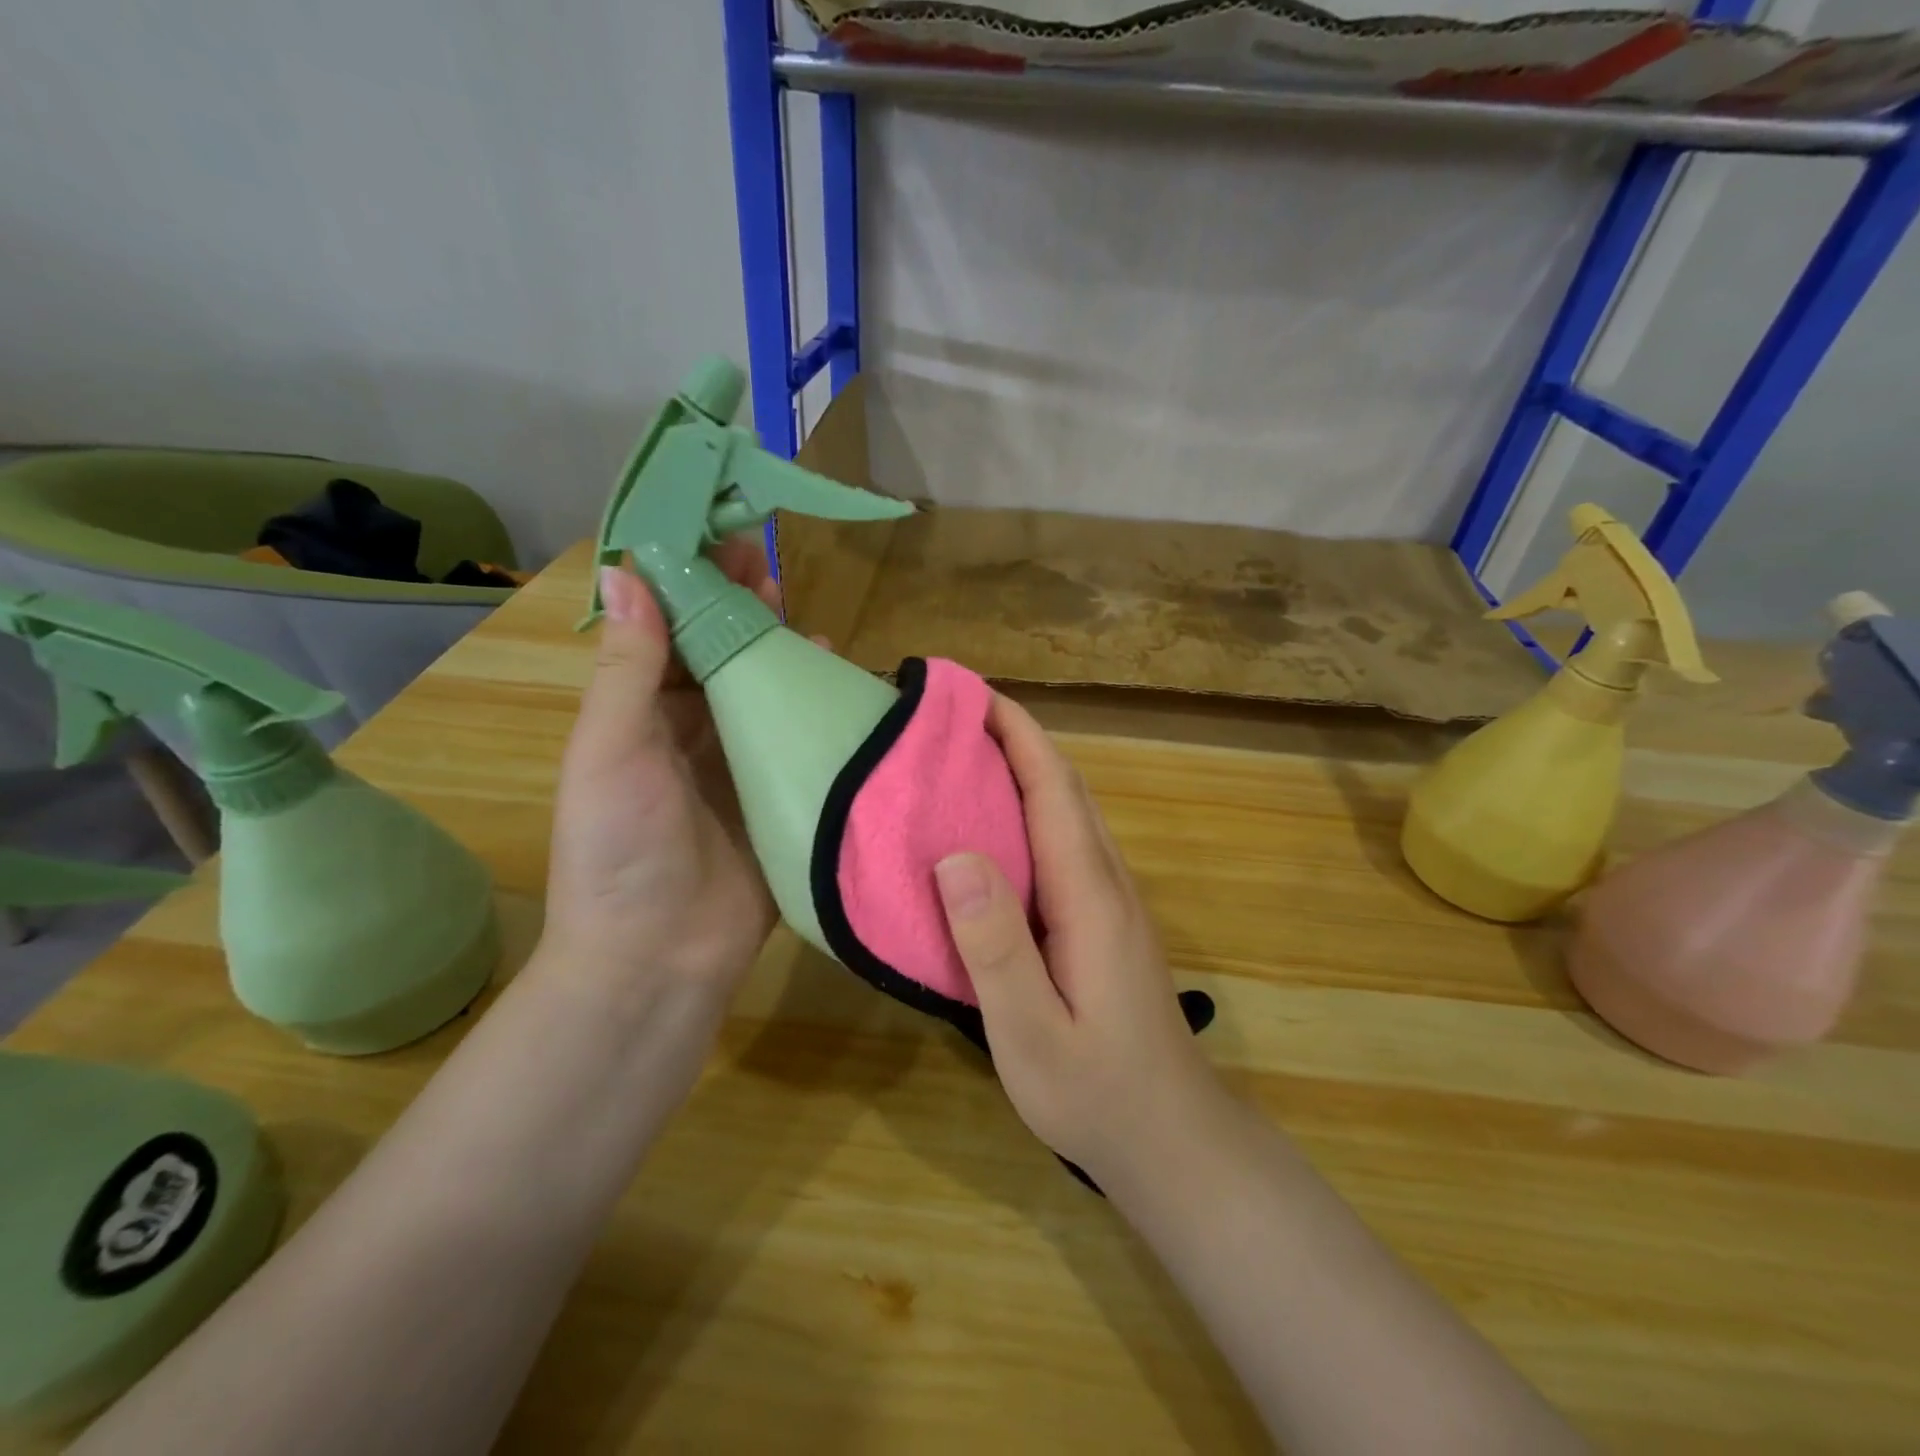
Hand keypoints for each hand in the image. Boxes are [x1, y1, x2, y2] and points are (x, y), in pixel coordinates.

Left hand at [539, 540, 778, 998]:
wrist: (659, 958)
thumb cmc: (620, 848)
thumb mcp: (611, 750)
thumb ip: (630, 667)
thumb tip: (626, 572)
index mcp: (639, 717)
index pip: (668, 633)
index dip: (690, 587)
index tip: (718, 540)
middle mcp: (690, 733)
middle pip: (720, 657)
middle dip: (741, 611)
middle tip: (771, 567)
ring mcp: (739, 766)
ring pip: (763, 693)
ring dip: (781, 653)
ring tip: (805, 616)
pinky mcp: (780, 796)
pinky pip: (799, 741)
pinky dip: (814, 708)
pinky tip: (837, 678)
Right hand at [933, 694, 1223, 1185]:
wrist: (1173, 1140)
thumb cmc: (1097, 1093)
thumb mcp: (1032, 1032)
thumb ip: (995, 945)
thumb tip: (955, 854)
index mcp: (1090, 895)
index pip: (1053, 789)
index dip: (1016, 733)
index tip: (969, 692)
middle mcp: (1108, 881)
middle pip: (1066, 787)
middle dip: (1017, 737)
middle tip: (954, 714)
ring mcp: (1114, 900)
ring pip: (1071, 811)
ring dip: (1027, 768)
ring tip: (968, 754)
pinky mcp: (1107, 920)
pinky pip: (1069, 840)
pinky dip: (1034, 808)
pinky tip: (998, 826)